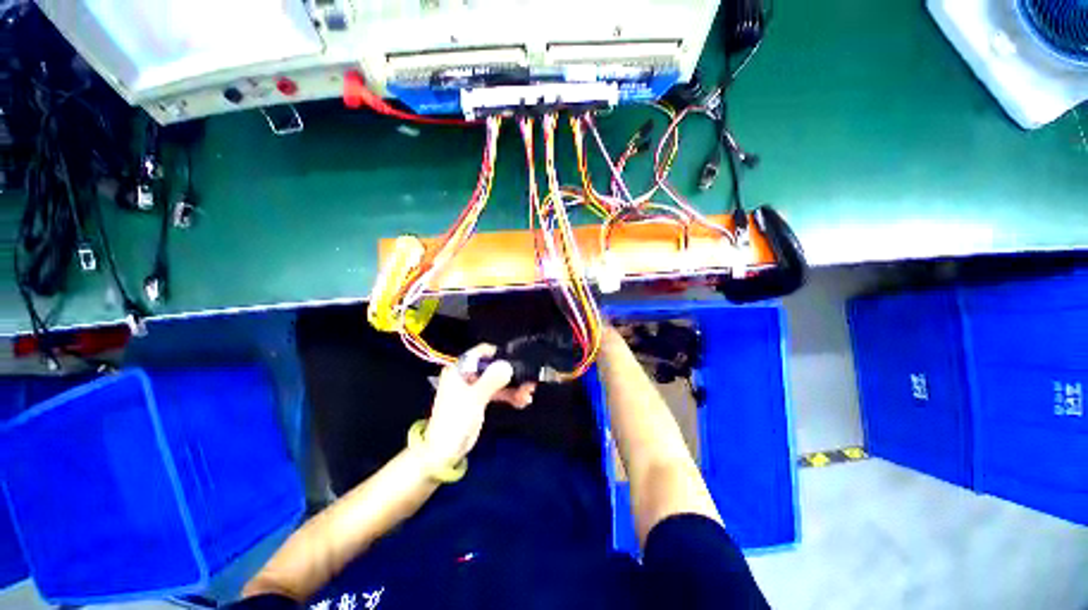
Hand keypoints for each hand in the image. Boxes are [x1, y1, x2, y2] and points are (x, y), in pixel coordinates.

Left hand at [421, 345, 536, 466]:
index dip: (499, 354)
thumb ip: (491, 380)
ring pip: (498, 380)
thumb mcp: (474, 398)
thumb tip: (508, 365)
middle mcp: (467, 375)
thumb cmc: (455, 421)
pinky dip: (509, 395)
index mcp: (460, 369)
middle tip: (528, 381)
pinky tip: (522, 401)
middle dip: (511, 374)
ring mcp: (474, 387)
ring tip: (528, 394)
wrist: (445, 452)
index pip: (481, 352)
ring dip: (514, 386)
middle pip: (493, 367)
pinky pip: (498, 392)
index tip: (516, 360)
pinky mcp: (480, 399)